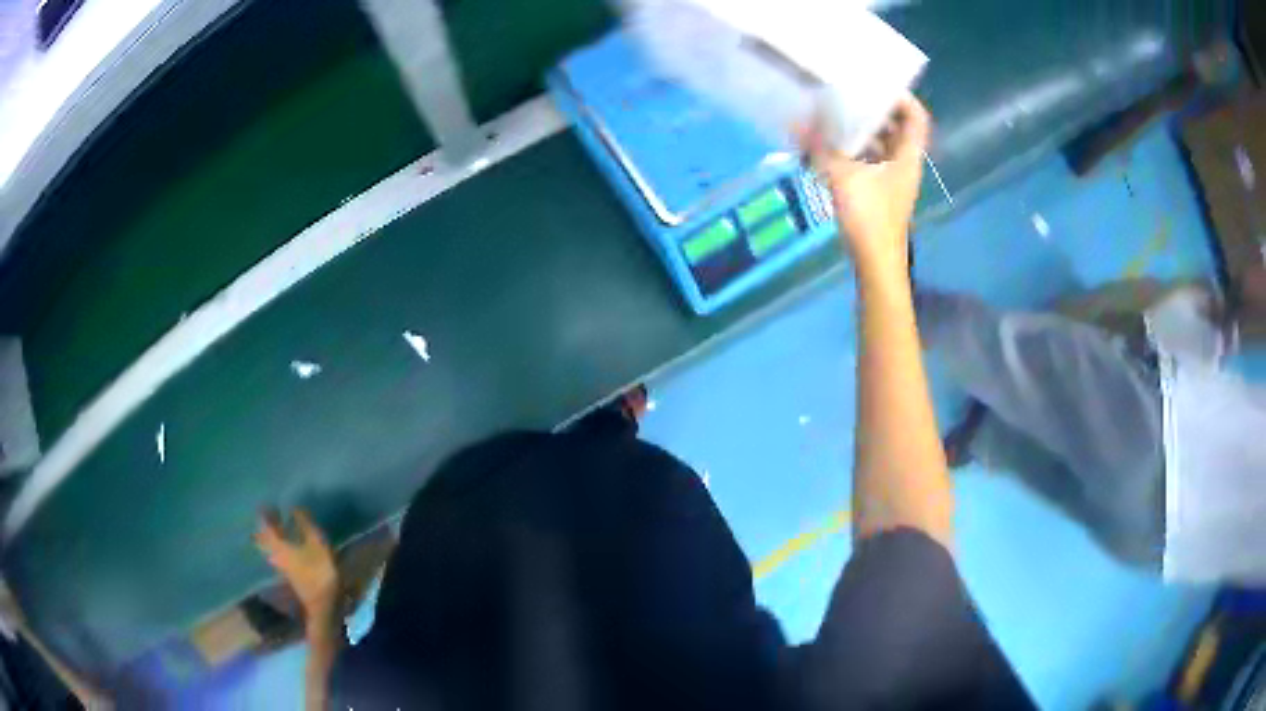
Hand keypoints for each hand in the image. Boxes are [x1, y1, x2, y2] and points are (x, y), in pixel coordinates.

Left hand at [255, 508, 338, 620]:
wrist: (322, 605)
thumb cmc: (319, 571)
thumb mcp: (317, 544)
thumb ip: (305, 525)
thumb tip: (294, 507)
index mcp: (278, 545)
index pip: (265, 525)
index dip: (264, 514)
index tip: (265, 504)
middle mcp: (274, 554)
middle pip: (263, 538)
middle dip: (264, 526)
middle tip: (269, 515)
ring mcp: (280, 566)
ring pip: (268, 547)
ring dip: (270, 537)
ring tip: (277, 527)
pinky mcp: (287, 574)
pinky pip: (276, 555)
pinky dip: (278, 546)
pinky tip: (286, 543)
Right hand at [800, 95, 930, 273]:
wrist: (876, 264)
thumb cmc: (870, 218)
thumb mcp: (843, 178)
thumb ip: (821, 149)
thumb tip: (796, 122)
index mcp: (907, 157)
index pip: (916, 118)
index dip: (903, 97)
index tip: (877, 83)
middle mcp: (904, 164)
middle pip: (897, 128)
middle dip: (876, 110)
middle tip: (850, 94)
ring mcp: (893, 179)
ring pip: (883, 145)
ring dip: (863, 131)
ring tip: (836, 115)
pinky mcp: (880, 192)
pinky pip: (870, 161)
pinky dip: (855, 151)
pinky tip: (831, 147)